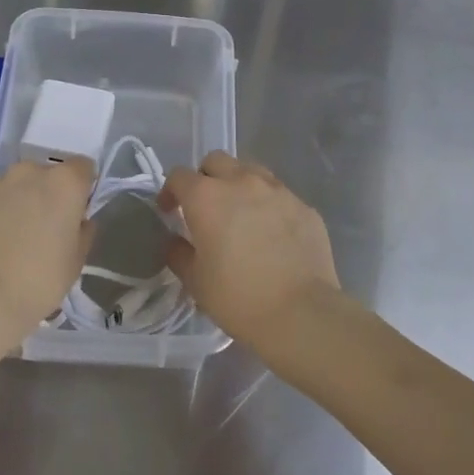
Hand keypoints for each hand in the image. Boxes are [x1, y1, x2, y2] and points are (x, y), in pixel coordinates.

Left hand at [0, 158, 94, 347]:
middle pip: (48, 175)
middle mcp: (30, 173)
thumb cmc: (38, 280)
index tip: (77, 215)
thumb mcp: (76, 262)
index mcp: (64, 182)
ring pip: (18, 187)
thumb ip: (83, 232)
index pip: (84, 167)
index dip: (83, 189)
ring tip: (15, 242)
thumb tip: (79, 222)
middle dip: (50, 195)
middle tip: (47, 230)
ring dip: (22, 203)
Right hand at [160, 151, 339, 346]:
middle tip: (205, 206)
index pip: (179, 176)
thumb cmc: (238, 298)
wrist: (301, 313)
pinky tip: (272, 233)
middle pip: (216, 161)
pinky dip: (268, 205)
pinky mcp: (304, 206)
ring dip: (238, 184)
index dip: (170, 191)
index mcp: (207, 197)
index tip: (170, 211)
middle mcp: (241, 182)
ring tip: (240, 213)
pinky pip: (279, 195)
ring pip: (251, 170)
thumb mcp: (196, 282)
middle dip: (205, 177)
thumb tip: (176, 241)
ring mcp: (277, 190)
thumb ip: (179, 254)